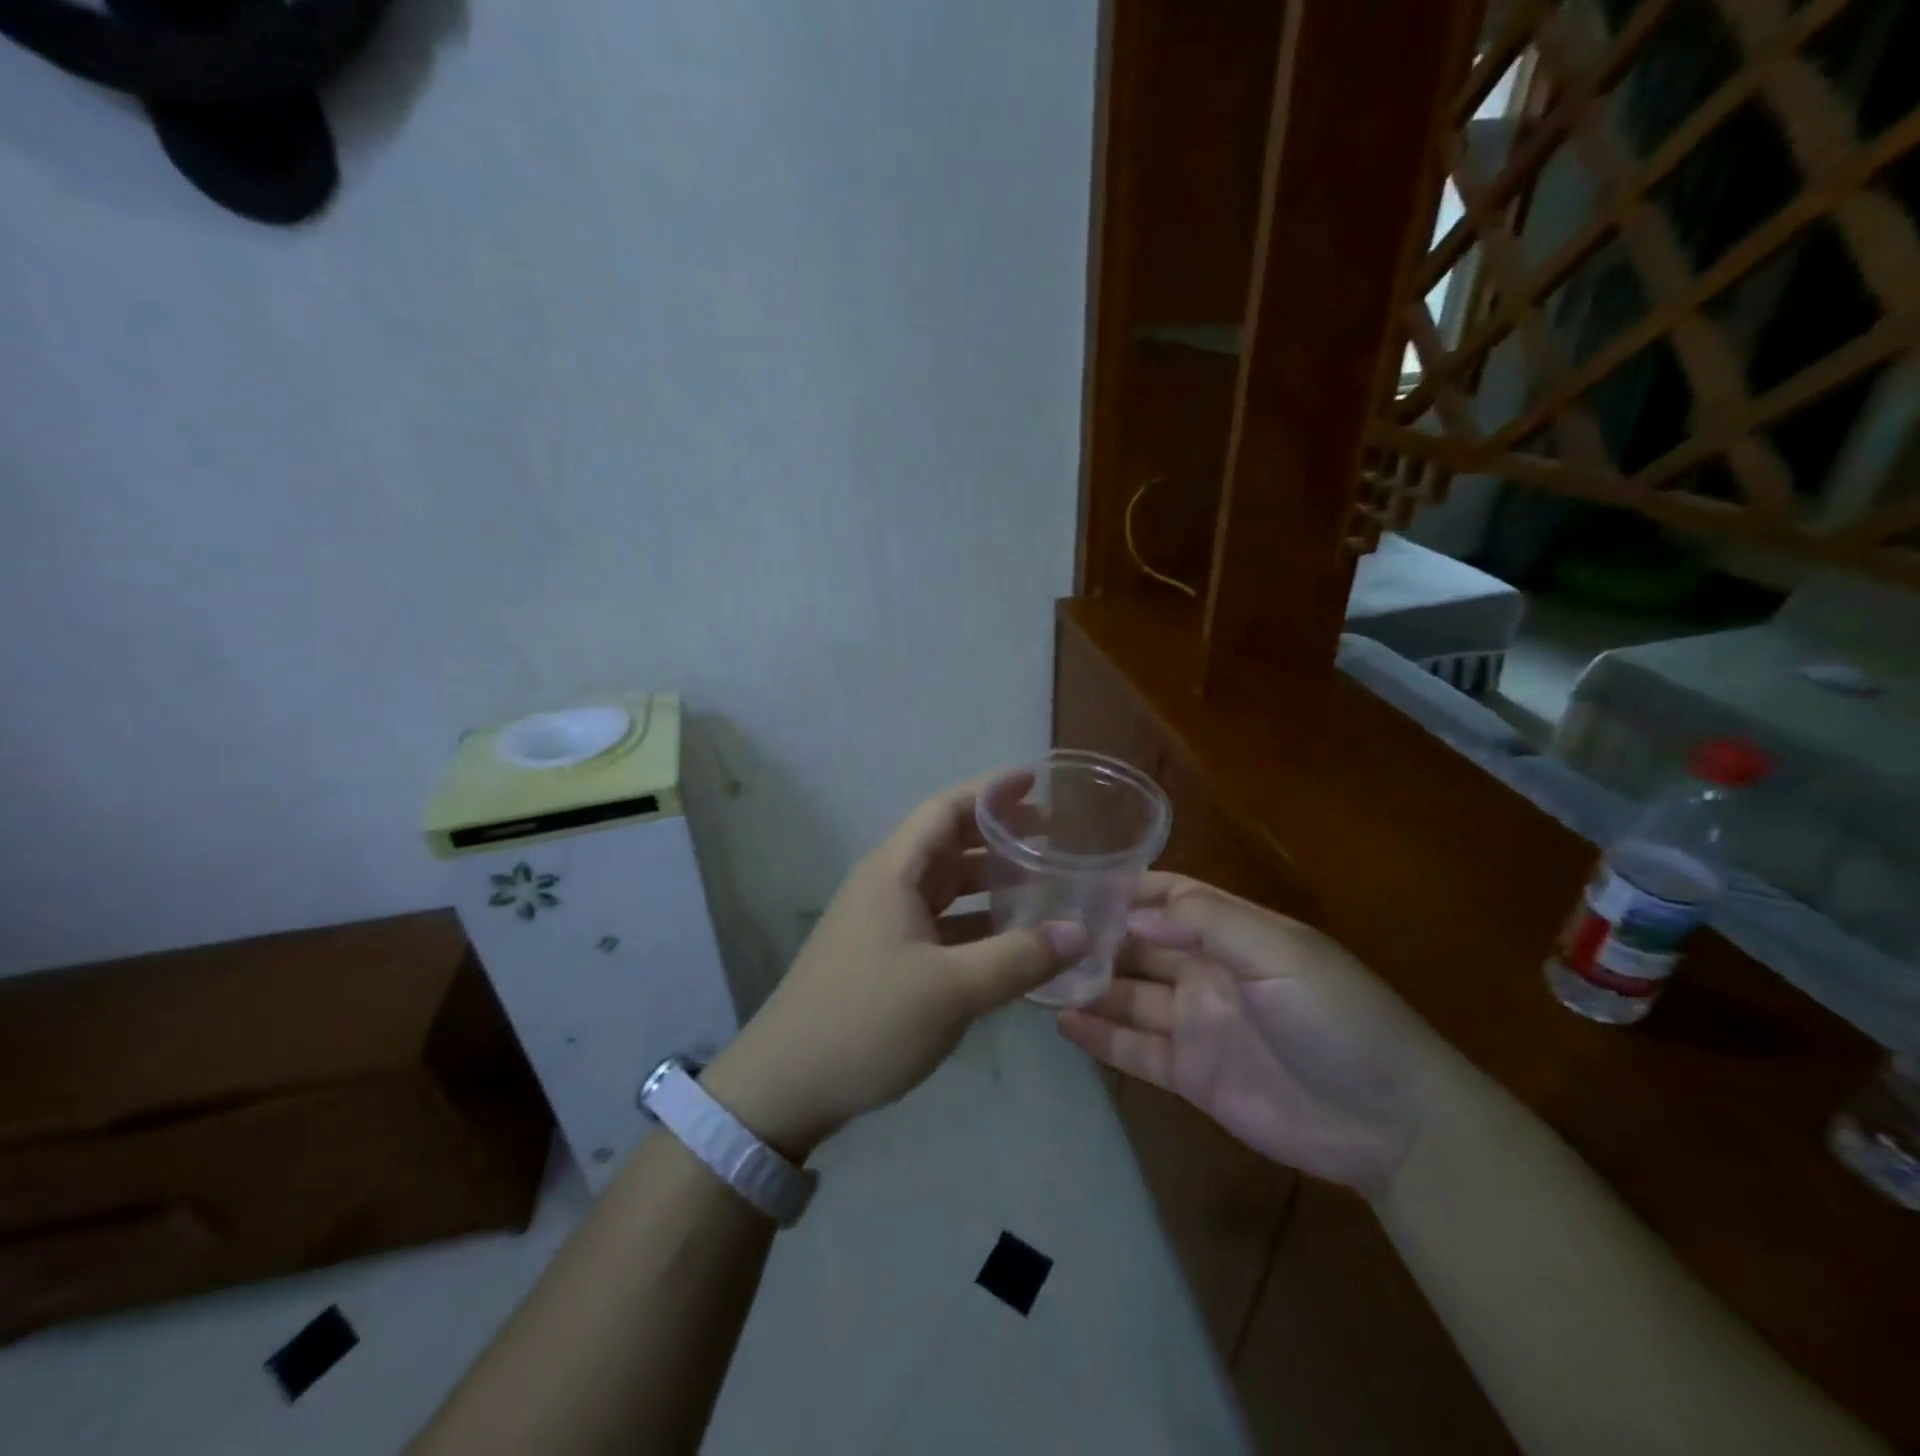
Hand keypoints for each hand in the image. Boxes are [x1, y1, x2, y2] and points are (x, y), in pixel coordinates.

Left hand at [702, 773, 1086, 1159]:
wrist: (786, 1083)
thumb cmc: (867, 1021)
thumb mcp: (951, 990)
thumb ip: (1018, 958)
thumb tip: (1081, 932)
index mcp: (893, 872)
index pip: (946, 810)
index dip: (991, 792)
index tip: (1035, 782)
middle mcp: (886, 886)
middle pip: (948, 844)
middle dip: (998, 835)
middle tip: (1052, 834)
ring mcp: (883, 922)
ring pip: (945, 886)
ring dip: (989, 880)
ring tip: (1041, 882)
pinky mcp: (884, 956)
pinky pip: (939, 923)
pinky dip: (975, 921)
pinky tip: (1009, 938)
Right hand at [1057, 873, 1448, 1198]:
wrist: (1390, 1123)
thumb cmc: (1337, 1018)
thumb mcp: (1280, 953)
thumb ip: (1208, 924)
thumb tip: (1133, 913)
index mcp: (1232, 934)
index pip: (1170, 897)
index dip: (1127, 888)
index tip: (1074, 881)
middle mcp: (1207, 971)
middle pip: (1140, 945)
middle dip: (1096, 935)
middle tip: (1038, 929)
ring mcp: (1197, 1023)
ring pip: (1130, 995)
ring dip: (1089, 984)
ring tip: (1036, 973)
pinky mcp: (1192, 1074)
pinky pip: (1136, 1049)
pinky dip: (1101, 1036)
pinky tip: (1061, 1023)